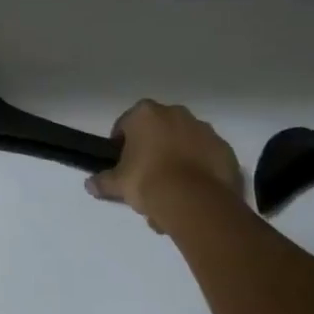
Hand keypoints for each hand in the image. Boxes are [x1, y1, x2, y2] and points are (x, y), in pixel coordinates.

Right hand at [88, 100, 245, 232]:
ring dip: (179, 157)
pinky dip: (202, 168)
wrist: (195, 200)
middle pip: (158, 129)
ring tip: (175, 190)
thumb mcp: (119, 183)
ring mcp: (203, 129)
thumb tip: (88, 185)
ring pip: (185, 141)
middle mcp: (175, 113)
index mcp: (145, 113)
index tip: (124, 164)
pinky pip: (208, 156)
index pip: (126, 123)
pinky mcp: (224, 149)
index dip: (122, 144)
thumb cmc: (148, 182)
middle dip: (154, 149)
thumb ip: (103, 181)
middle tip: (149, 178)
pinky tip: (195, 191)